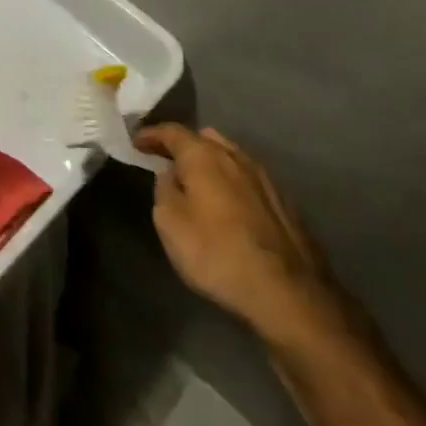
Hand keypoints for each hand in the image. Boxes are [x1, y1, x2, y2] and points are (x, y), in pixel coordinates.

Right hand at [134, 124, 347, 351]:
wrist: (288, 293)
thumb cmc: (217, 253)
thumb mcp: (170, 223)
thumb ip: (164, 190)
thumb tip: (170, 174)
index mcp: (204, 155)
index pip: (172, 132)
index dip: (151, 135)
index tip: (136, 142)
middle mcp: (236, 157)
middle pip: (206, 139)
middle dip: (185, 146)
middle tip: (168, 161)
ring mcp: (266, 179)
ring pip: (231, 158)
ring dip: (212, 165)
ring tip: (199, 183)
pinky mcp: (285, 204)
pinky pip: (249, 181)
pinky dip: (233, 184)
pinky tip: (229, 205)